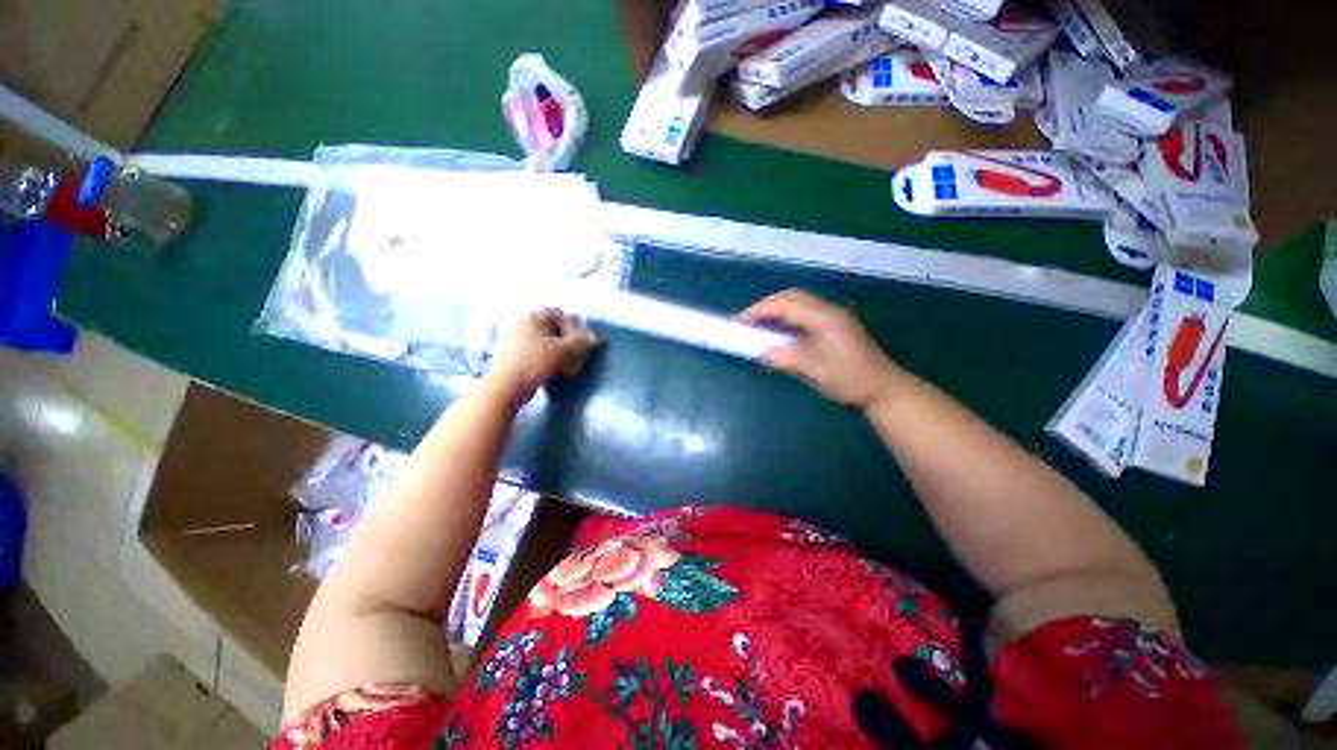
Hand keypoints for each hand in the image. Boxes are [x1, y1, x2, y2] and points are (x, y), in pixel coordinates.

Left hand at [487, 309, 600, 400]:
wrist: (507, 386)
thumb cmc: (536, 361)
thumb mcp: (564, 349)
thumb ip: (582, 341)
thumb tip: (598, 338)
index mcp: (533, 317)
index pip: (560, 315)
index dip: (575, 327)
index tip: (583, 342)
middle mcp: (524, 325)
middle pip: (555, 330)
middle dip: (569, 342)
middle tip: (578, 356)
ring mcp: (518, 342)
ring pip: (548, 344)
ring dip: (562, 354)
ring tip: (570, 367)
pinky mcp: (517, 358)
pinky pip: (540, 355)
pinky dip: (551, 361)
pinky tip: (558, 373)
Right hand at [739, 289, 907, 408]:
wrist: (884, 389)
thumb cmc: (851, 381)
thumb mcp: (815, 372)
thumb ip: (786, 359)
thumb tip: (760, 353)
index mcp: (825, 318)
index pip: (785, 304)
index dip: (759, 311)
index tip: (740, 322)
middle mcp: (829, 311)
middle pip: (791, 297)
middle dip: (766, 306)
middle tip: (748, 322)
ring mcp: (834, 317)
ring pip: (799, 303)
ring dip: (776, 310)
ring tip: (760, 326)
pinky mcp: (835, 326)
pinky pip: (805, 313)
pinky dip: (787, 318)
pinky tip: (781, 333)